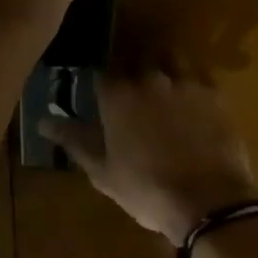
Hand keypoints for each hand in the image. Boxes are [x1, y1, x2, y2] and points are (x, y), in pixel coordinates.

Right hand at [40, 74, 257, 246]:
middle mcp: (149, 77)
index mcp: (118, 95)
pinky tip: (192, 98)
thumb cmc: (146, 190)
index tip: (99, 94)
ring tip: (163, 86)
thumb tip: (44, 121)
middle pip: (135, 59)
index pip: (101, 72)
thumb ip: (74, 140)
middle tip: (131, 92)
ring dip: (163, 65)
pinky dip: (192, 81)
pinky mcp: (213, 92)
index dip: (99, 82)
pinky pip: (199, 75)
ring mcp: (184, 81)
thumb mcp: (103, 172)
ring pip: (170, 57)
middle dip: (131, 70)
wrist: (208, 200)